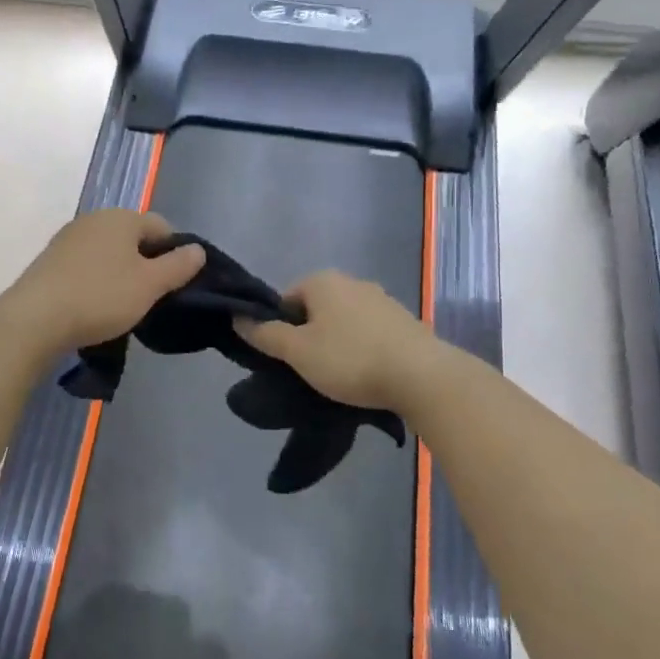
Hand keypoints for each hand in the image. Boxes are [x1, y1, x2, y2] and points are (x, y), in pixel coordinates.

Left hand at [0, 210, 205, 356]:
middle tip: (151, 297)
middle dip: (146, 263)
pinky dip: (96, 280)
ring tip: (123, 305)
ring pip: (109, 252)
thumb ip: (178, 265)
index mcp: (121, 217)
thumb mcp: (149, 285)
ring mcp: (68, 238)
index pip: (162, 227)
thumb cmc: (101, 297)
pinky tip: (94, 305)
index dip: (175, 253)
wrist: (35, 319)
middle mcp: (94, 219)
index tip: (176, 284)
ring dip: (121, 273)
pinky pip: (86, 265)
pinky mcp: (50, 260)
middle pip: (133, 238)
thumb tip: (197, 249)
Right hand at [235, 271, 437, 410]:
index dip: (280, 329)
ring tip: (340, 376)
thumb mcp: (298, 352)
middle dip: (310, 336)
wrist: (422, 377)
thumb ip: (265, 334)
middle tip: (310, 369)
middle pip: (316, 310)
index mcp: (323, 281)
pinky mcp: (405, 321)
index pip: (286, 299)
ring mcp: (383, 300)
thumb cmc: (350, 359)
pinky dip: (363, 349)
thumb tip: (237, 317)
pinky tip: (368, 374)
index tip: (287, 358)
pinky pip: (371, 333)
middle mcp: (353, 282)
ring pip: (344, 322)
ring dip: (338, 344)